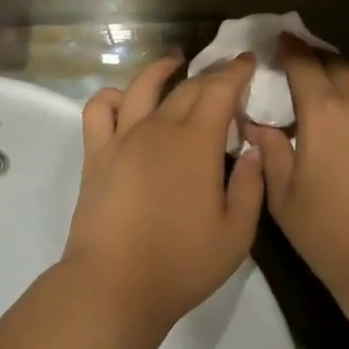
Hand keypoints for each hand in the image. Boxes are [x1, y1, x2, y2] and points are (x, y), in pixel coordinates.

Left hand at [62, 54, 265, 334]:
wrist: (113, 287)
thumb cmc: (181, 263)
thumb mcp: (237, 234)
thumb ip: (251, 186)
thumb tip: (251, 150)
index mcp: (197, 142)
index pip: (220, 90)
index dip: (236, 72)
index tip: (248, 61)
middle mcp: (160, 127)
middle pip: (188, 87)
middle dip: (211, 74)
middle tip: (227, 73)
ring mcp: (123, 137)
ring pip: (143, 86)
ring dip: (162, 69)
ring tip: (175, 64)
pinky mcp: (97, 154)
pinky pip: (99, 109)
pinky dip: (113, 96)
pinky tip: (126, 100)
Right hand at [247, 38, 348, 327]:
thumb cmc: (330, 235)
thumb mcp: (284, 197)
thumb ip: (269, 150)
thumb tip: (255, 121)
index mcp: (323, 112)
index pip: (303, 63)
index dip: (290, 49)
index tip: (284, 42)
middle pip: (340, 62)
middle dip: (321, 61)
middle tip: (313, 72)